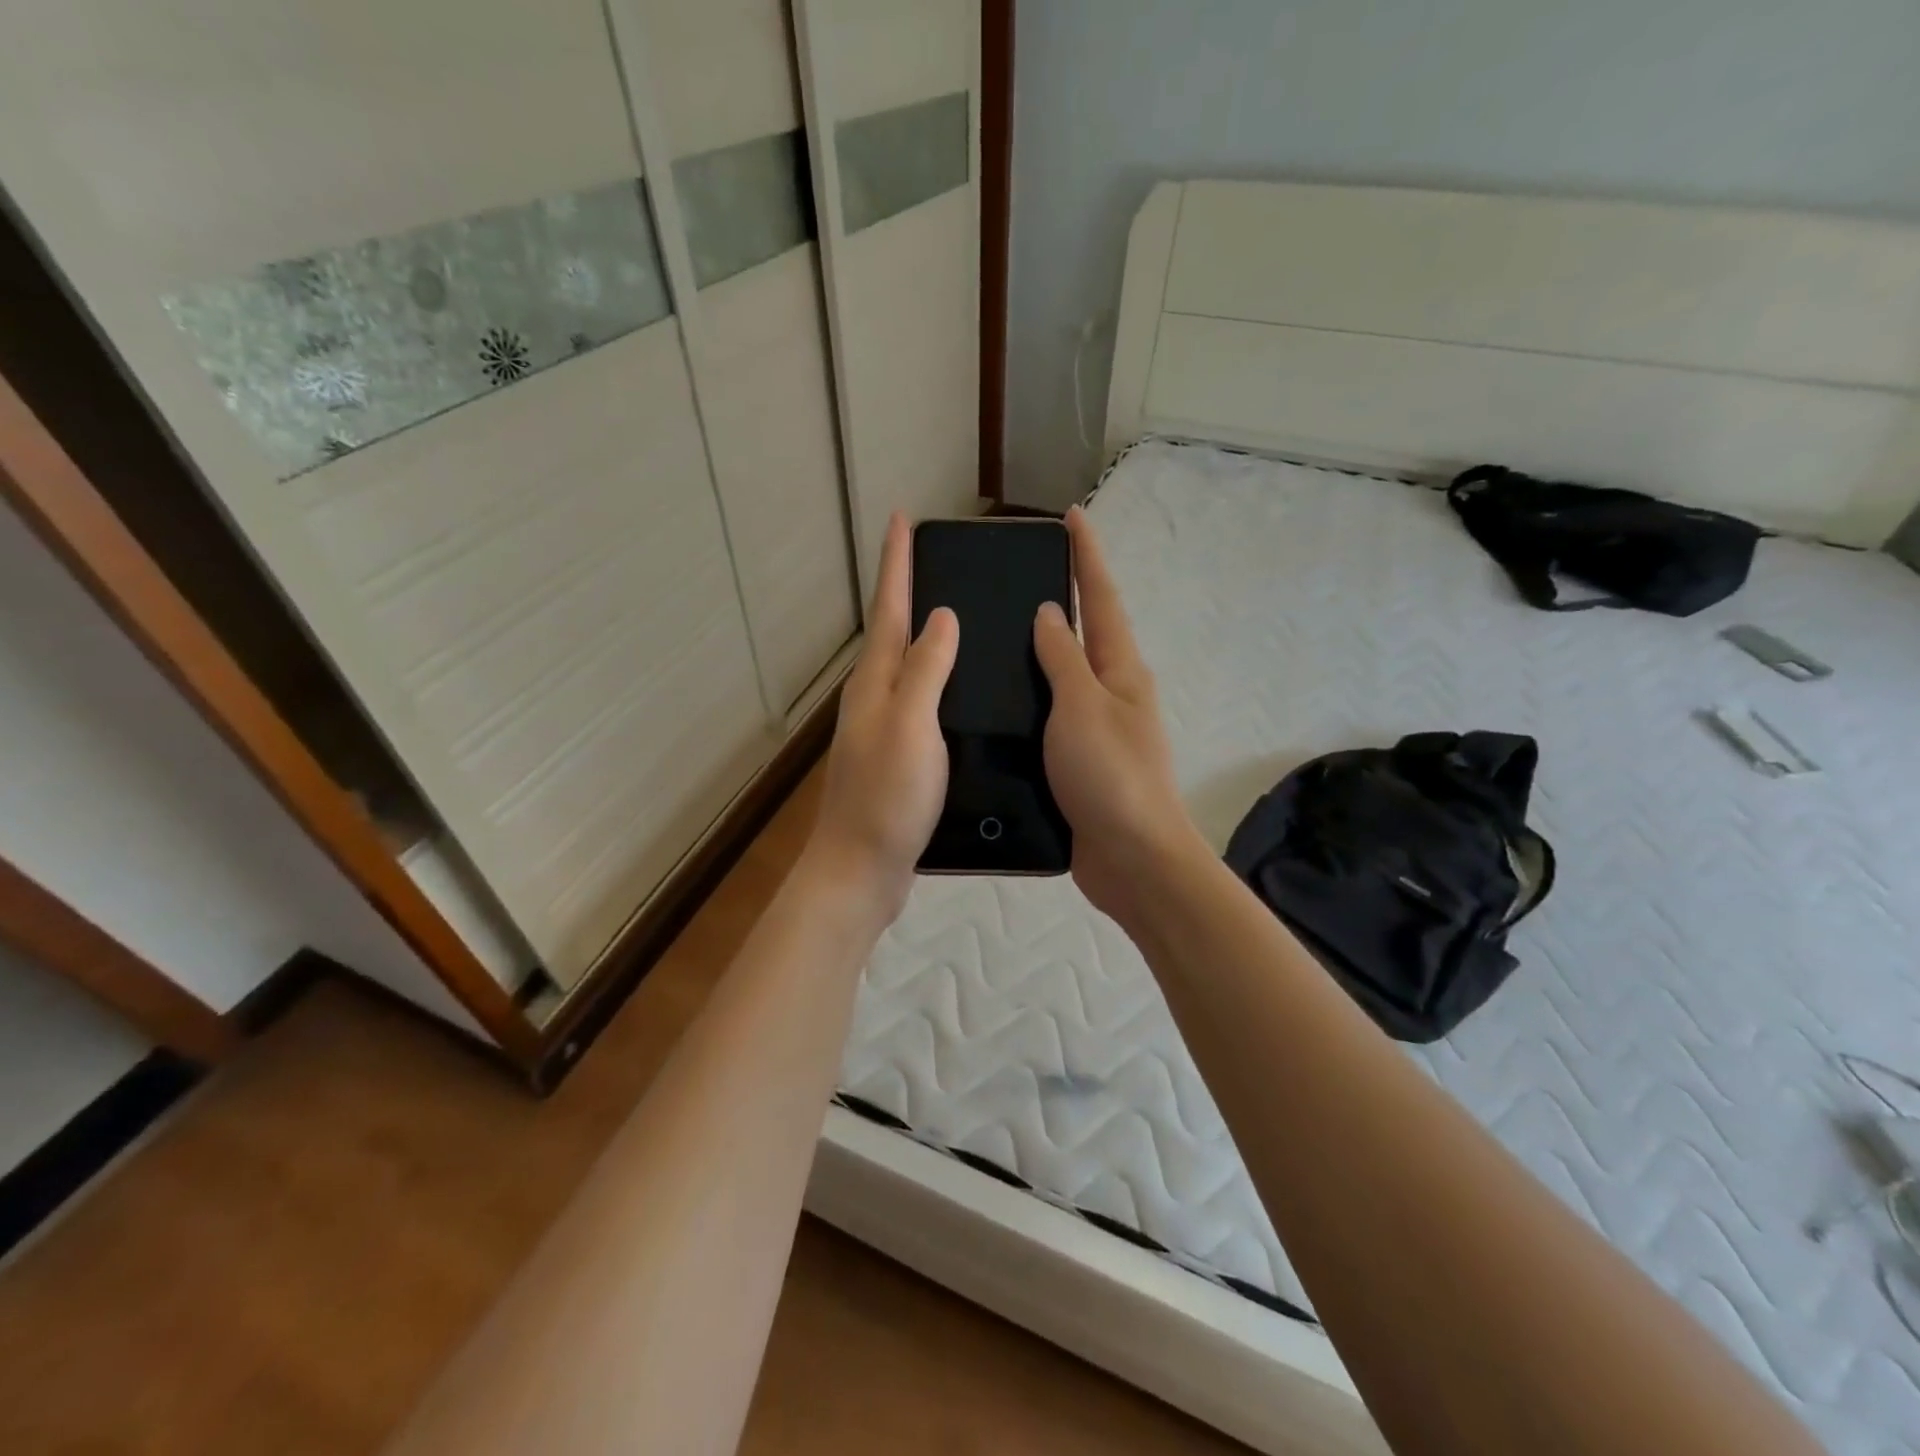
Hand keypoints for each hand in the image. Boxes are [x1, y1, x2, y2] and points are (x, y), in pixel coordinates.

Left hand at [808, 513, 957, 922]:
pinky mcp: (896, 757)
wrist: (861, 869)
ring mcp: (882, 729)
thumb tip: (941, 616)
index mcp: (875, 683)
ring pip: (904, 666)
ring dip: (921, 634)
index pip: (888, 609)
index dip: (896, 564)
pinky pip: (918, 701)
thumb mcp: (911, 726)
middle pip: (891, 632)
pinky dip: (934, 680)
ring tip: (953, 613)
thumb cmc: (887, 797)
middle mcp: (873, 698)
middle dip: (906, 590)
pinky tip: (956, 689)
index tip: (902, 519)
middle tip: (931, 558)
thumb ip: (925, 670)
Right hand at [1033, 507, 1202, 921]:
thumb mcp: (1082, 706)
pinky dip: (1030, 699)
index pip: (1100, 598)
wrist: (1132, 859)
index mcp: (1120, 670)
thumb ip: (1063, 658)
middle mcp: (1112, 692)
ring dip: (1040, 651)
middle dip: (1063, 598)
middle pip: (1085, 633)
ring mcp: (1097, 728)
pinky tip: (999, 702)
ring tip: (996, 632)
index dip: (1086, 556)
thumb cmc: (1110, 775)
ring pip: (1064, 676)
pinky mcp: (1079, 762)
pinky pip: (1051, 716)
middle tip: (1019, 574)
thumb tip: (1051, 612)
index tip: (1071, 516)